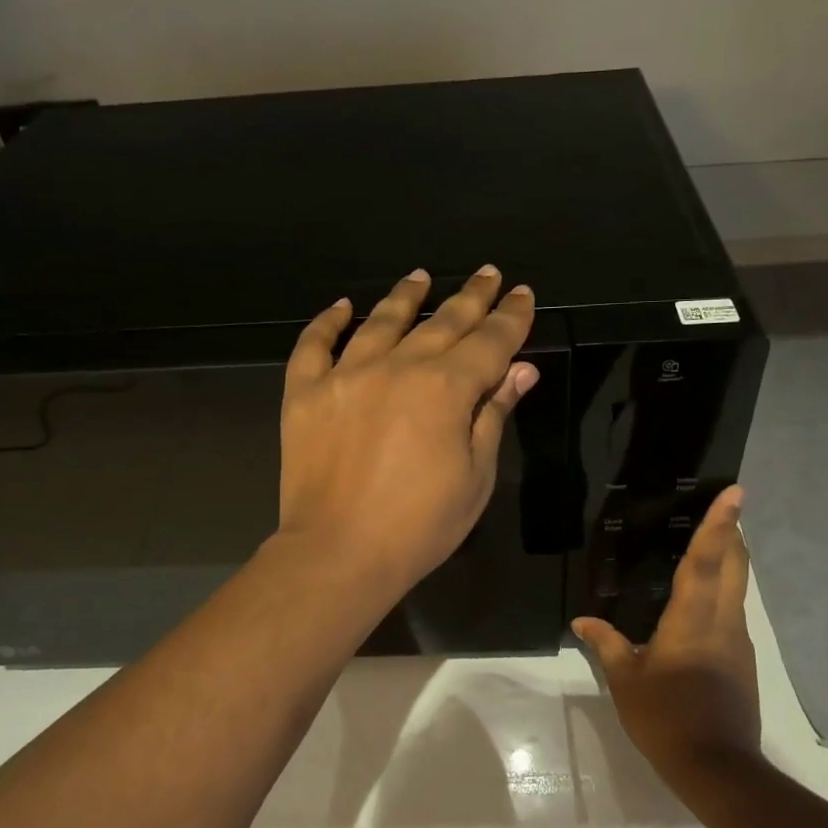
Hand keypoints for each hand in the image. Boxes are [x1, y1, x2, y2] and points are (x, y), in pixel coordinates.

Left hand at [278, 266, 538, 600]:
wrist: (338, 553)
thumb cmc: (420, 525)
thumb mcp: (475, 475)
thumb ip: (494, 414)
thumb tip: (521, 369)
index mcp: (447, 388)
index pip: (489, 341)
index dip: (510, 317)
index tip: (522, 294)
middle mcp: (398, 367)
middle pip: (443, 323)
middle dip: (471, 297)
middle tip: (488, 274)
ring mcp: (346, 375)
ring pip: (381, 322)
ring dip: (406, 297)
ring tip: (421, 276)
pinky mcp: (305, 393)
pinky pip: (314, 346)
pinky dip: (328, 322)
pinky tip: (342, 306)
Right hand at [573, 487, 760, 776]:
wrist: (718, 768)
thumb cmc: (666, 717)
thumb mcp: (627, 680)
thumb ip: (607, 644)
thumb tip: (582, 621)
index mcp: (693, 618)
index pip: (706, 560)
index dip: (719, 524)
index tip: (735, 493)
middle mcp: (723, 621)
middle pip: (734, 565)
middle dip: (732, 532)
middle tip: (728, 506)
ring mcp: (738, 641)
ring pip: (738, 587)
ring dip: (730, 560)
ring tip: (713, 543)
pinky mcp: (743, 660)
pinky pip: (733, 610)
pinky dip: (724, 590)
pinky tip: (704, 599)